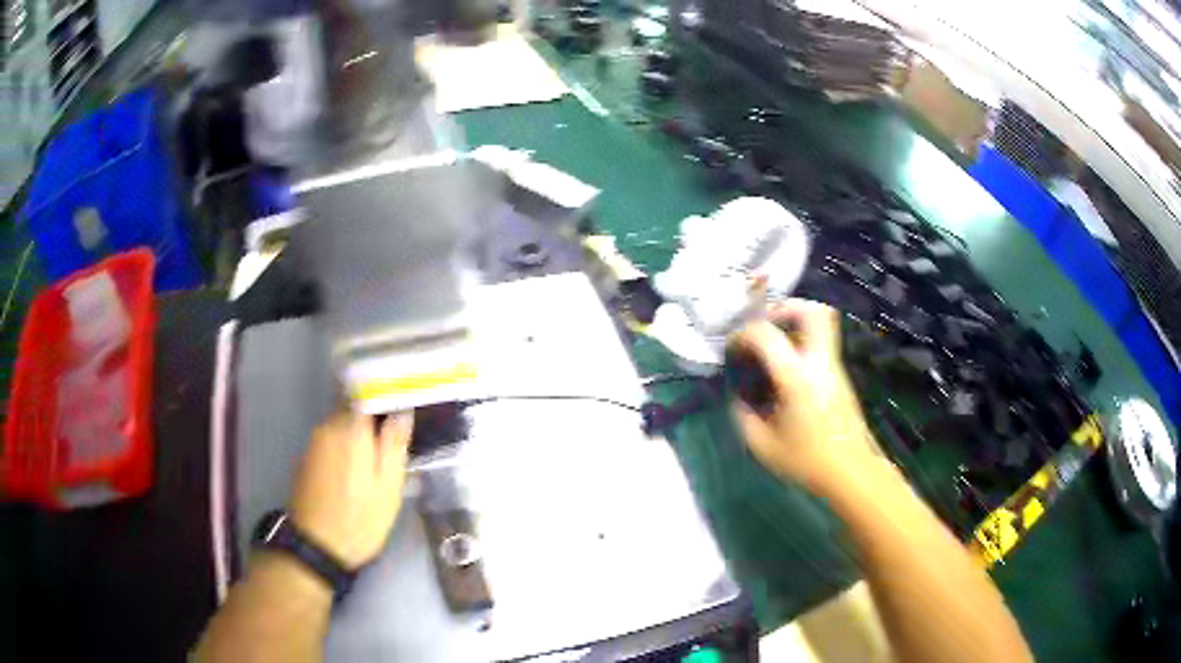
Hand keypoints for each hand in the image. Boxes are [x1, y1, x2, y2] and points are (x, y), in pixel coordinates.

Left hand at [290, 411, 413, 569]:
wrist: (316, 546)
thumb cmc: (359, 518)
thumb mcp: (388, 486)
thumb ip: (394, 444)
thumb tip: (403, 411)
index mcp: (350, 429)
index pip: (369, 393)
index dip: (388, 397)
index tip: (406, 408)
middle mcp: (328, 427)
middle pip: (354, 408)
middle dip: (375, 418)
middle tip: (397, 440)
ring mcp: (314, 443)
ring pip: (342, 425)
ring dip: (360, 435)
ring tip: (379, 457)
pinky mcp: (307, 459)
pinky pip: (331, 441)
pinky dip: (346, 447)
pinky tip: (356, 470)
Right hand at [730, 300, 876, 492]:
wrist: (852, 472)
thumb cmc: (807, 461)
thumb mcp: (763, 446)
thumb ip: (743, 416)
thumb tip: (737, 396)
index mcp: (797, 378)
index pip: (766, 334)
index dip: (743, 333)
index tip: (733, 348)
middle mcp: (820, 363)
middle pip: (812, 310)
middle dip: (785, 307)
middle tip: (765, 324)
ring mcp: (834, 366)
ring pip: (822, 322)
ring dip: (795, 322)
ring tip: (774, 344)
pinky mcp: (840, 375)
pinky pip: (821, 342)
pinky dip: (802, 342)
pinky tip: (787, 369)